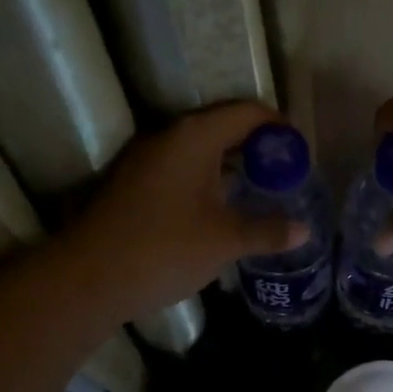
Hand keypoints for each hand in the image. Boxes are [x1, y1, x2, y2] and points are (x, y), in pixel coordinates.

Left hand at [65, 103, 306, 321]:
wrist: (89, 278)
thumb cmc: (165, 249)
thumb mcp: (225, 241)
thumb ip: (268, 231)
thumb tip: (304, 231)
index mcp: (194, 137)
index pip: (247, 113)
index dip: (279, 127)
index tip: (301, 152)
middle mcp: (169, 138)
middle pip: (224, 127)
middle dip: (259, 148)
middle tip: (287, 174)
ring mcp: (147, 160)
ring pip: (202, 151)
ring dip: (233, 166)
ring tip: (263, 191)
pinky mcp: (135, 184)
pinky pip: (184, 169)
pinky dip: (210, 180)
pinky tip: (225, 209)